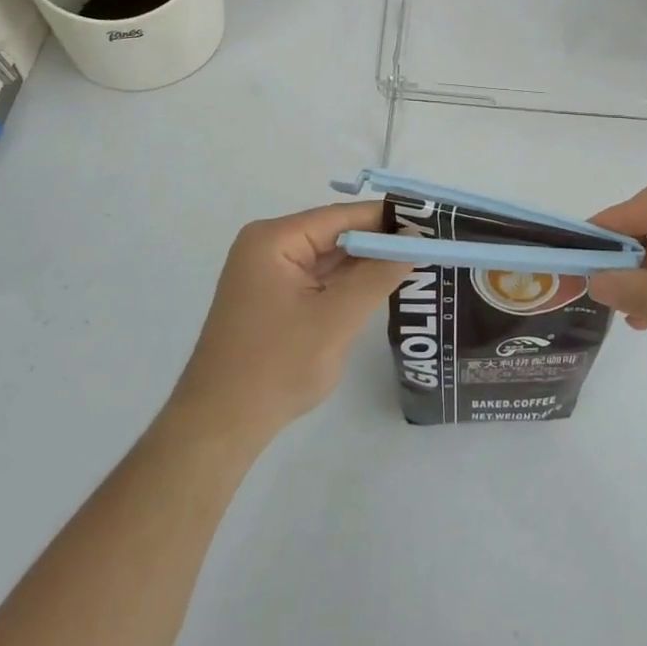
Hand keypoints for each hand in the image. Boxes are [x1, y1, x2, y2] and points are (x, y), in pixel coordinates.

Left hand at [168, 201, 411, 445]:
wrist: (218, 429)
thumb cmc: (275, 367)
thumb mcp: (335, 319)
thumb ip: (377, 275)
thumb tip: (415, 240)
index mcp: (274, 240)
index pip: (341, 217)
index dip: (385, 218)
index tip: (428, 221)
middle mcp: (268, 247)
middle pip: (335, 234)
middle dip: (378, 242)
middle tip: (428, 244)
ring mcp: (268, 275)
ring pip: (329, 258)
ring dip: (365, 264)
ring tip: (415, 261)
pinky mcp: (273, 300)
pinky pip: (318, 280)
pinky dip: (347, 283)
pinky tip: (380, 285)